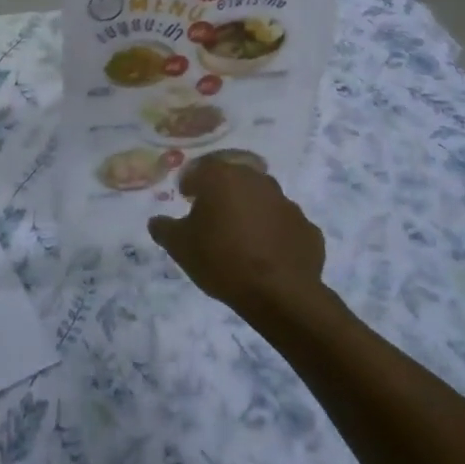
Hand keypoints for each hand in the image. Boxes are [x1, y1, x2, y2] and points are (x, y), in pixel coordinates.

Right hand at [147, 159, 325, 323]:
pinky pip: (283, 225)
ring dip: (249, 211)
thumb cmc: (221, 260)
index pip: (201, 169)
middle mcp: (257, 181)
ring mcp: (287, 204)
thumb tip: (157, 221)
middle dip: (221, 192)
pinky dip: (273, 233)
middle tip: (211, 214)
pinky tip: (266, 253)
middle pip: (234, 179)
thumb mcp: (179, 246)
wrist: (280, 294)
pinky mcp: (307, 228)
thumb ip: (164, 228)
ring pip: (261, 200)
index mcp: (223, 178)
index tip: (185, 197)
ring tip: (239, 236)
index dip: (190, 182)